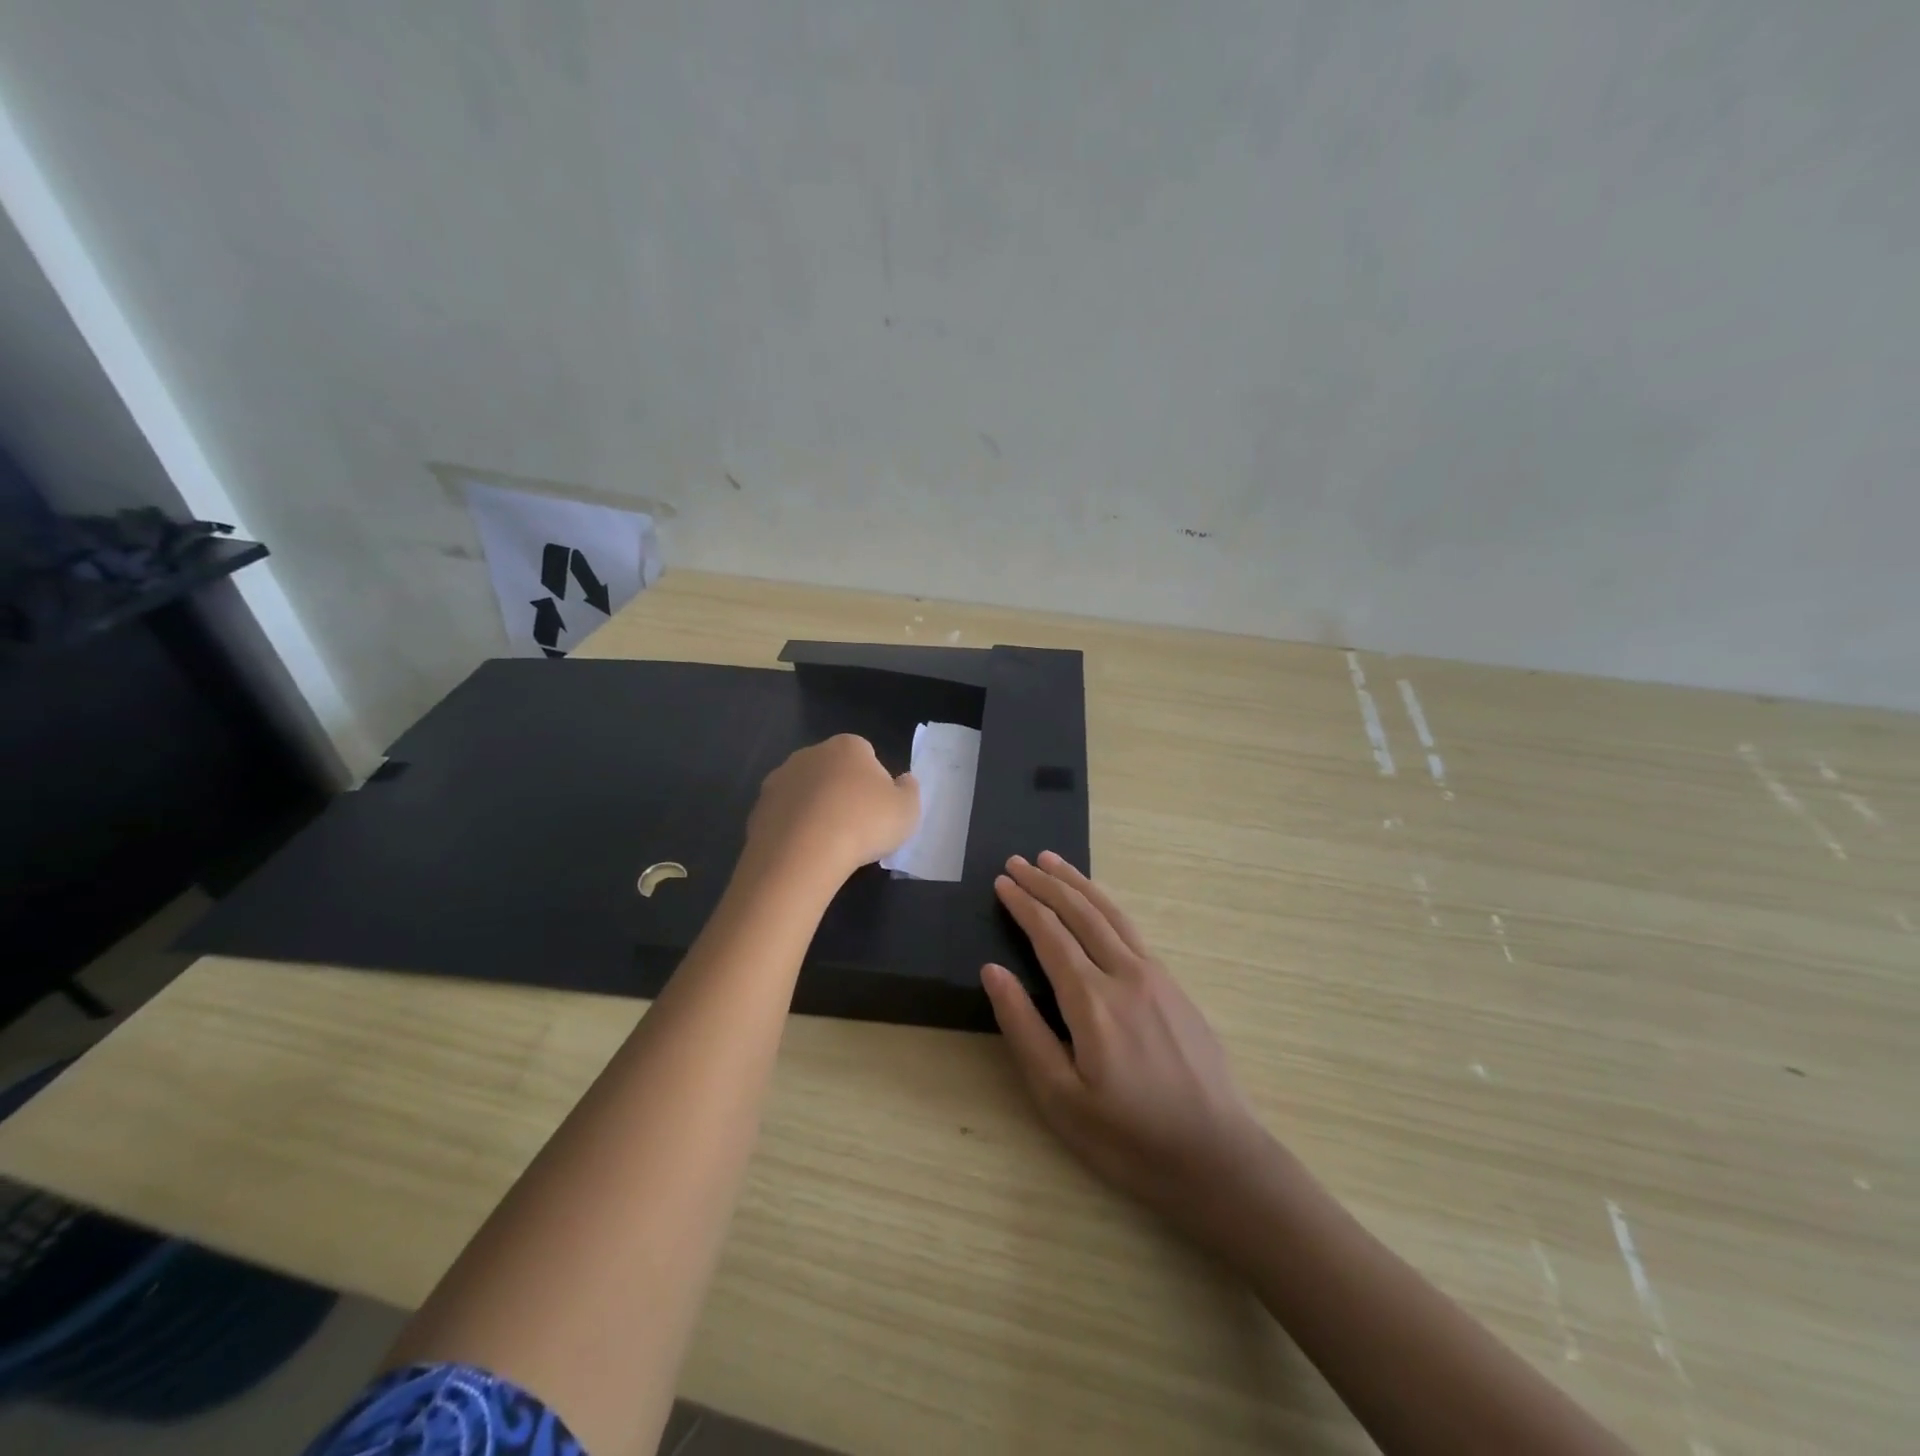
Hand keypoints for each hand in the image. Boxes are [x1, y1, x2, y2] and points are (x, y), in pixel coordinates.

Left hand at [744, 735, 919, 886]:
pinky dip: (793, 829)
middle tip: (855, 826)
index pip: (865, 753)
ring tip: (828, 844)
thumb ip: (909, 791)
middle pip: (832, 769)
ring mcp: (779, 779)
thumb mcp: (907, 811)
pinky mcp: (758, 808)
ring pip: (805, 791)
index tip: (877, 808)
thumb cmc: (864, 824)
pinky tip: (804, 852)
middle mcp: (810, 754)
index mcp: (848, 747)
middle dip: (841, 791)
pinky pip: (784, 815)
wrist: (802, 853)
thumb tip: (904, 781)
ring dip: (814, 809)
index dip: (873, 780)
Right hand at [981, 852, 1274, 1235]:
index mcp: (1092, 1000)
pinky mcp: (1177, 987)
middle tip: (1018, 860)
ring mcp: (1158, 977)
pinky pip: (1132, 930)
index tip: (1002, 882)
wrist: (1220, 1159)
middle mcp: (1126, 974)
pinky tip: (1097, 905)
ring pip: (1111, 913)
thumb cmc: (1130, 1139)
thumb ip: (1024, 1029)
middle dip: (1046, 882)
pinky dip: (1106, 905)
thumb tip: (993, 971)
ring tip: (1053, 861)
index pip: (1050, 934)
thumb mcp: (1061, 1098)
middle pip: (1080, 912)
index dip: (1023, 904)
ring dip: (1078, 883)